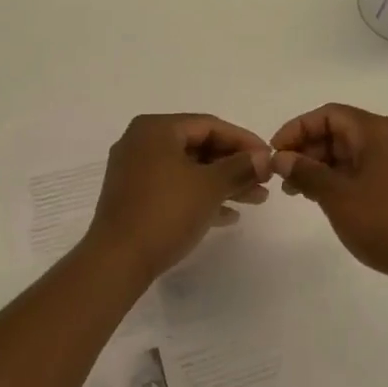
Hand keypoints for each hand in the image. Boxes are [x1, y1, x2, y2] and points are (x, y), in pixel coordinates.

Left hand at [83, 114, 272, 283]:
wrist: (117, 261)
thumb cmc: (166, 212)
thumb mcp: (210, 187)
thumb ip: (240, 167)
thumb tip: (265, 157)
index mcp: (156, 129)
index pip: (209, 125)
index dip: (244, 140)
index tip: (270, 158)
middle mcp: (142, 142)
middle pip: (199, 146)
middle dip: (235, 165)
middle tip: (265, 181)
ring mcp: (135, 171)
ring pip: (189, 169)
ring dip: (223, 183)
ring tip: (257, 200)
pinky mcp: (134, 197)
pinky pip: (175, 188)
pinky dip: (201, 197)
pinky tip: (229, 216)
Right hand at [271, 103, 387, 282]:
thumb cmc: (386, 222)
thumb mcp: (337, 196)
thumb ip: (306, 172)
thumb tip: (281, 158)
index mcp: (377, 131)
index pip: (328, 114)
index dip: (297, 129)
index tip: (275, 153)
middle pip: (340, 130)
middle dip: (308, 149)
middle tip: (283, 177)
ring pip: (351, 151)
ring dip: (322, 166)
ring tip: (298, 192)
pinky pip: (365, 167)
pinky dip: (341, 177)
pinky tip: (325, 198)